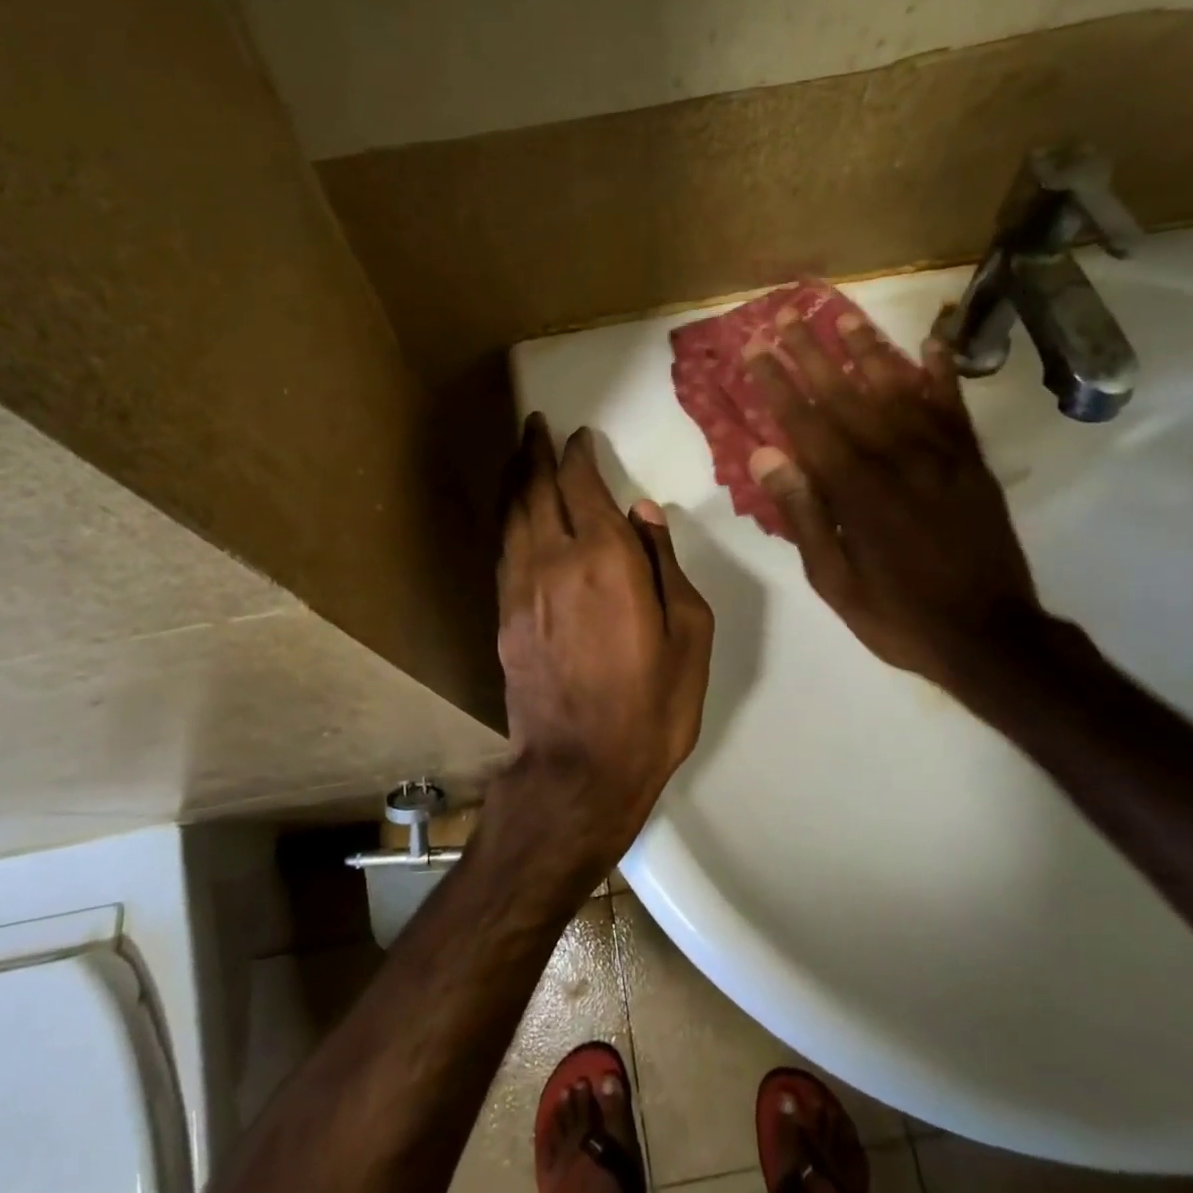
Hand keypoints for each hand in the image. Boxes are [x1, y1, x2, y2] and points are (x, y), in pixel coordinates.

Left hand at [494, 416, 713, 872]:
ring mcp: (521, 587)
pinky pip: (503, 547)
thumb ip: (665, 564)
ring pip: (511, 514)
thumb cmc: (651, 705)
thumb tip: (644, 512)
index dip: (578, 455)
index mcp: (606, 560)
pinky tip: (511, 511)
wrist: (579, 769)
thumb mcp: (689, 634)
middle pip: (537, 489)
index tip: (580, 436)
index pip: (584, 486)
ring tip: (519, 453)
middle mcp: (555, 560)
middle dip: (535, 451)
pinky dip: (506, 517)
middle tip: (535, 424)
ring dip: (515, 477)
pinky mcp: (504, 615)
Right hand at [742, 308, 1045, 698]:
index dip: (778, 382)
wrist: (990, 636)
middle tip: (786, 316)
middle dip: (812, 352)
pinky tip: (931, 343)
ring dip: (868, 349)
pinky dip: (942, 372)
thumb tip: (765, 456)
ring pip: (898, 388)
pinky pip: (954, 406)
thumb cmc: (898, 614)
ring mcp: (940, 455)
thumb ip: (802, 514)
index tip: (756, 349)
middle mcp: (895, 458)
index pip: (806, 422)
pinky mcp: (971, 462)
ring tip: (842, 316)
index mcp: (854, 490)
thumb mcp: (833, 580)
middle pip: (846, 393)